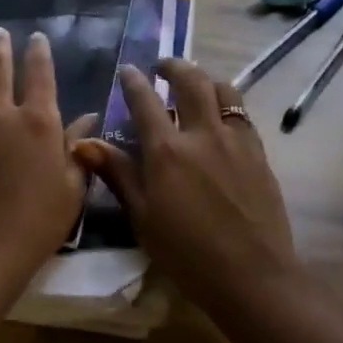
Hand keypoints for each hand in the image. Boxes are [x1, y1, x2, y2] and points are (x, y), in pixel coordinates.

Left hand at [0, 28, 96, 297]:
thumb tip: (88, 118)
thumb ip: (78, 149)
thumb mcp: (72, 188)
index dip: (39, 54)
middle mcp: (2, 115)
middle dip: (1, 48)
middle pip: (0, 71)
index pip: (40, 76)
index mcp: (39, 122)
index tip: (37, 38)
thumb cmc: (38, 223)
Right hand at [73, 58, 301, 318]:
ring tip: (195, 84)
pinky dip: (227, 103)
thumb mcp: (142, 217)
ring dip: (205, 78)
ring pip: (223, 90)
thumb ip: (118, 174)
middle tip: (163, 66)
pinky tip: (220, 116)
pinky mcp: (258, 153)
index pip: (145, 101)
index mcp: (167, 152)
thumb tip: (84, 143)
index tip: (127, 70)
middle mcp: (202, 135)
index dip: (133, 81)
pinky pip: (242, 114)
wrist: (252, 276)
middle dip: (174, 66)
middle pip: (190, 81)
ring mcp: (235, 141)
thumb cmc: (186, 254)